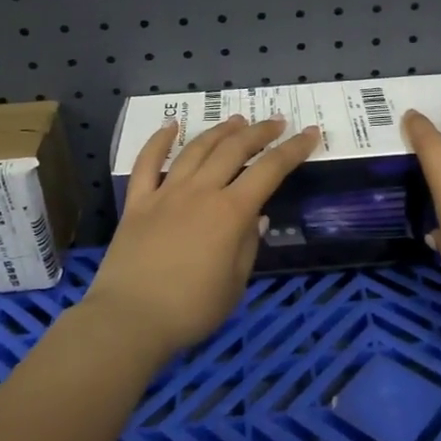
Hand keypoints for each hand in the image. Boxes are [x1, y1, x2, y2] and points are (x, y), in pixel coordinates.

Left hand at [85, 113, 321, 358]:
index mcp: (230, 212)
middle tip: (276, 122)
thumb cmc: (191, 309)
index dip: (293, 150)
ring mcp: (166, 193)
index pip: (270, 170)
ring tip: (237, 120)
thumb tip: (256, 216)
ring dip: (220, 131)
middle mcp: (200, 191)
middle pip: (234, 149)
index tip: (310, 134)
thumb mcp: (235, 284)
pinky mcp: (138, 202)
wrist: (129, 319)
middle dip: (259, 131)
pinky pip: (147, 163)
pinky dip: (159, 140)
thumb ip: (248, 245)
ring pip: (196, 149)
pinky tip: (172, 125)